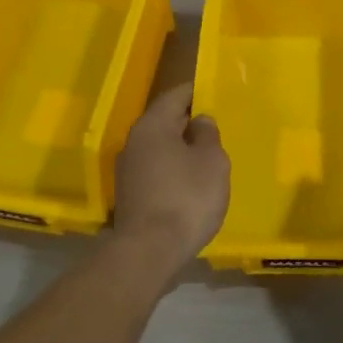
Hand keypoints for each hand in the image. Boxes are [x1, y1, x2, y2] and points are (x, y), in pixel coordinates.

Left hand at [114, 83, 230, 262]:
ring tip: (206, 155)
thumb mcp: (212, 162)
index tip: (211, 90)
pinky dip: (173, 170)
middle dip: (187, 122)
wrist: (149, 251)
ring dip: (180, 149)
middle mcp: (134, 143)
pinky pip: (156, 172)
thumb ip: (208, 136)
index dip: (194, 92)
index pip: (174, 97)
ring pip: (159, 149)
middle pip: (164, 122)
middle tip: (214, 125)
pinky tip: (191, 182)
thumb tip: (199, 121)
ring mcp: (128, 171)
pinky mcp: (130, 196)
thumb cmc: (187, 197)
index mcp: (153, 126)